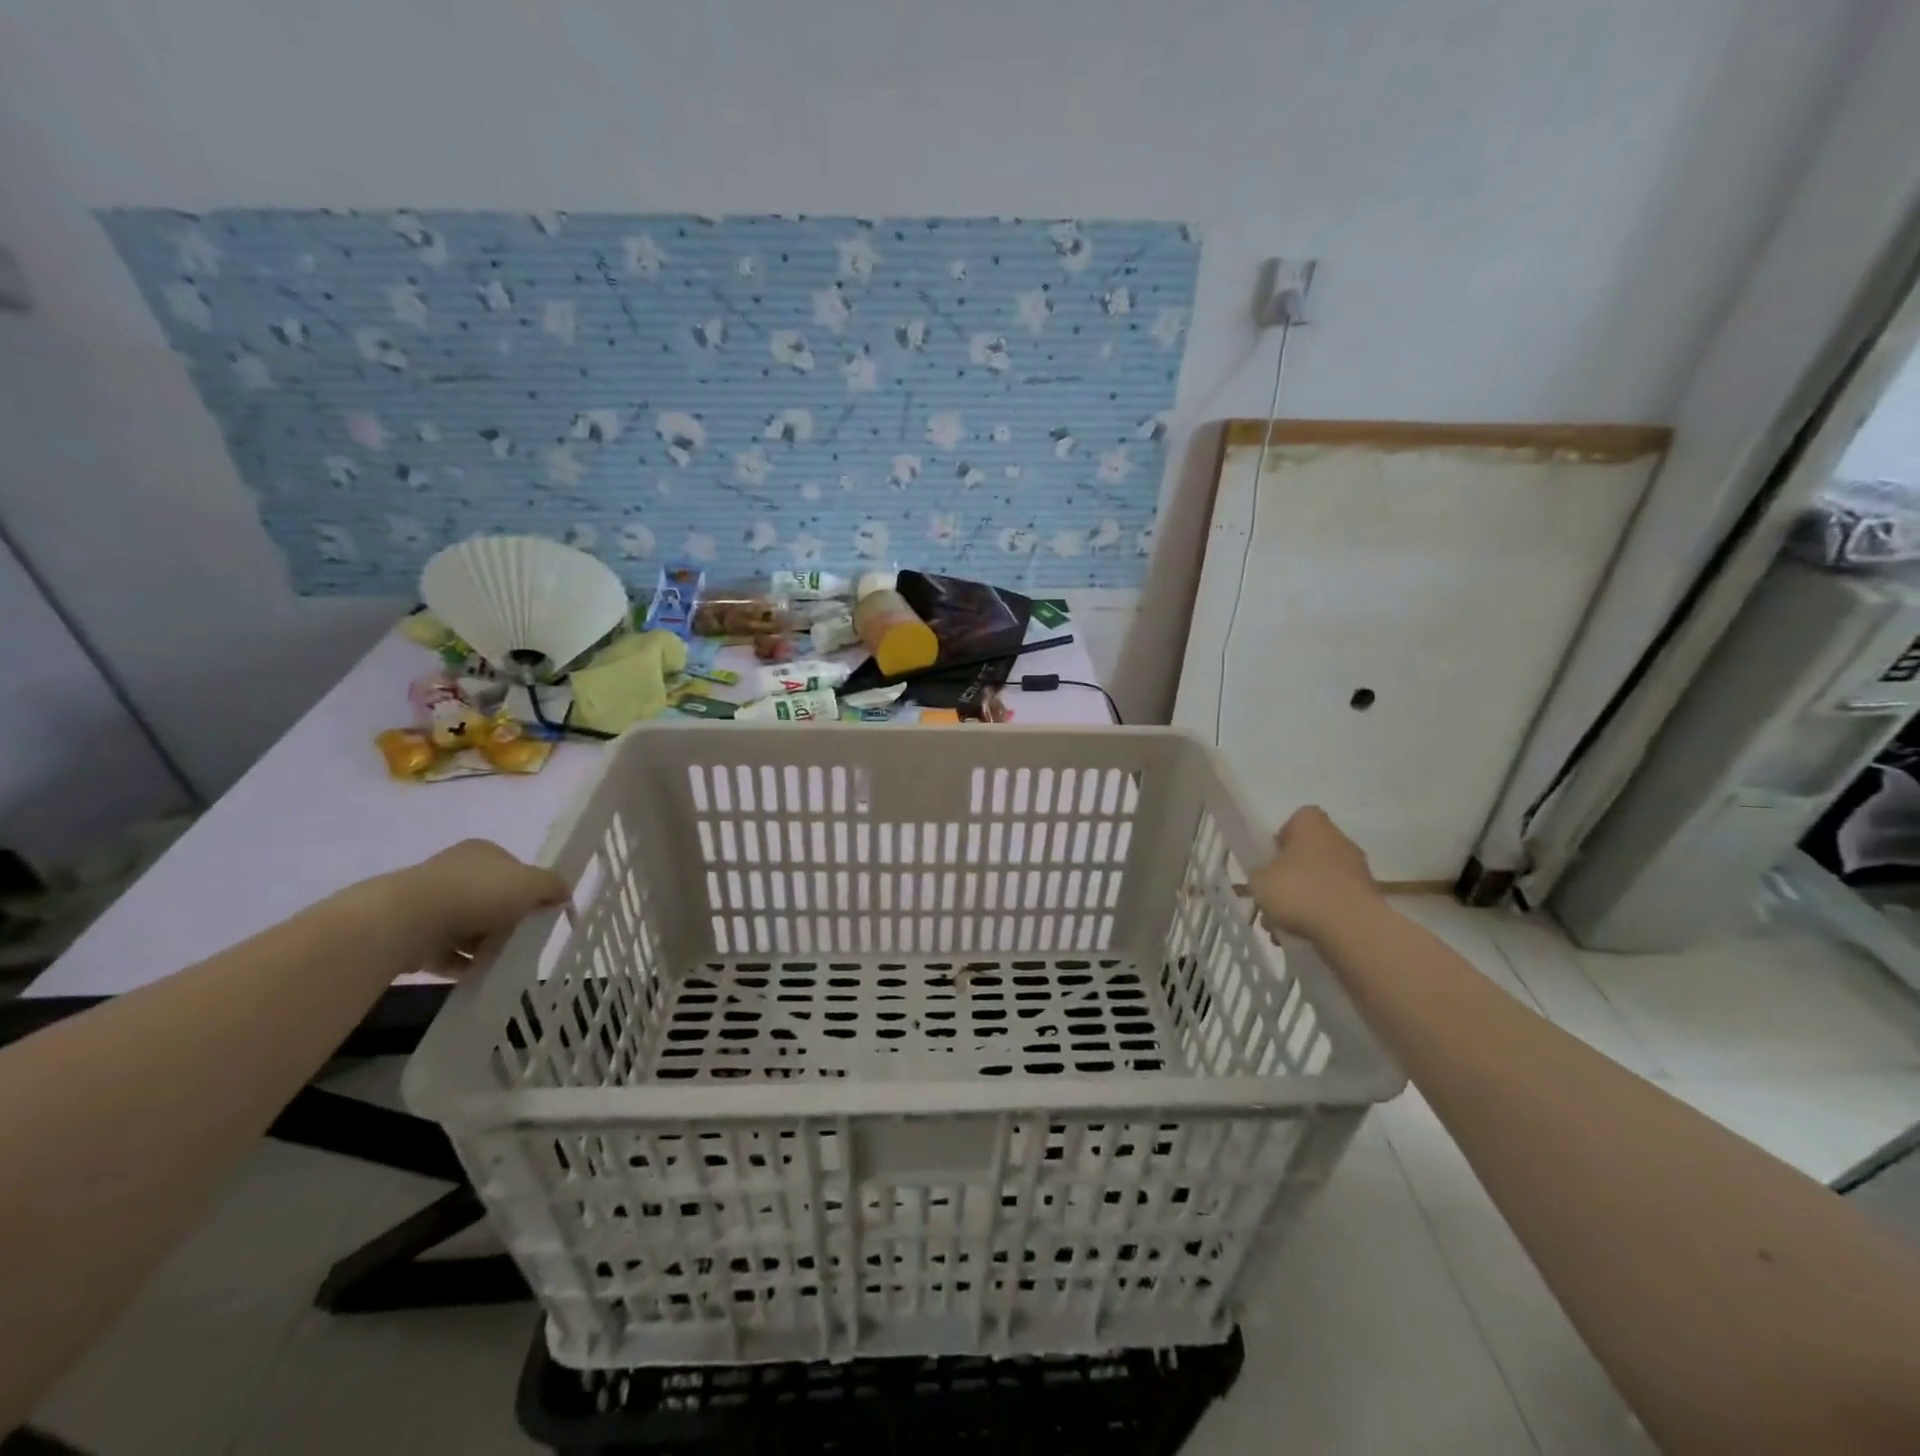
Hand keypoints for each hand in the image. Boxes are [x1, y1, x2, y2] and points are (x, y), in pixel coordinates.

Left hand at [383, 839, 569, 968]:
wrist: (406, 921)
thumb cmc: (477, 893)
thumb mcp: (532, 883)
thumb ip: (554, 886)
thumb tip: (564, 895)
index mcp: (482, 852)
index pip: (514, 870)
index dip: (530, 891)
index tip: (540, 913)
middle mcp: (454, 871)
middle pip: (492, 899)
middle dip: (508, 920)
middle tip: (524, 939)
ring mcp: (429, 902)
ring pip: (469, 926)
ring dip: (486, 945)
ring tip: (502, 962)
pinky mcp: (412, 933)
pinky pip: (446, 951)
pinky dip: (463, 963)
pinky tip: (478, 974)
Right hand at [1245, 807, 1382, 938]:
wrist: (1352, 928)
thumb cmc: (1299, 891)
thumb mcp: (1259, 880)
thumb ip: (1260, 873)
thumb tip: (1268, 877)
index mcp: (1312, 825)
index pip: (1295, 821)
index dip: (1280, 839)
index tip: (1270, 861)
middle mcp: (1340, 840)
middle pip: (1308, 853)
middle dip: (1290, 875)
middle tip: (1273, 897)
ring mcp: (1358, 870)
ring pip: (1321, 881)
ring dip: (1304, 898)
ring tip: (1285, 926)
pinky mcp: (1369, 898)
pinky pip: (1337, 902)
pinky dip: (1322, 915)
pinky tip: (1306, 935)